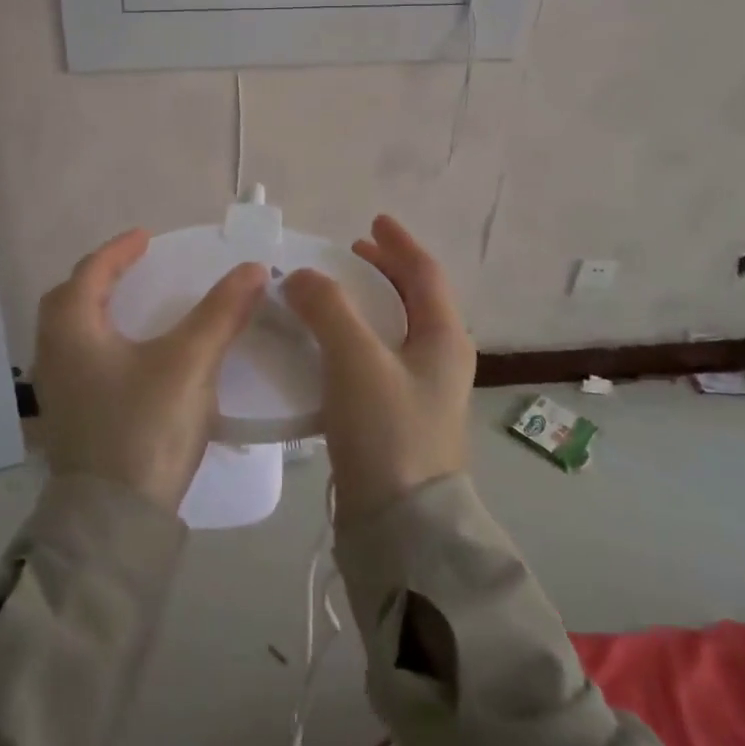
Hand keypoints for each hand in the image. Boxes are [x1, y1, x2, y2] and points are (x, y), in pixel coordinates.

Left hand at [33, 229, 267, 511]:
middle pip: (70, 301)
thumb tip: (254, 269)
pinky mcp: (70, 421)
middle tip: (135, 268)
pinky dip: (102, 344)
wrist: (114, 522)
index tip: (146, 237)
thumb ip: (221, 313)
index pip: (91, 272)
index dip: (119, 251)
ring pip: (72, 335)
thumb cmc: (145, 428)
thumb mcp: (189, 363)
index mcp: (72, 331)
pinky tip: (131, 359)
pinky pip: (81, 362)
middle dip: (101, 278)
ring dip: (99, 313)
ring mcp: (57, 392)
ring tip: (134, 307)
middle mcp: (54, 355)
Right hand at [283, 216, 475, 522]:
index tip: (373, 221)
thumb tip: (300, 276)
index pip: (425, 274)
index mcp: (444, 338)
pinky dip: (353, 337)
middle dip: (383, 271)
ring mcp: (420, 391)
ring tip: (331, 294)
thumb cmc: (388, 430)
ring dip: (365, 304)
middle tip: (350, 253)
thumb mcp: (357, 360)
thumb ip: (328, 309)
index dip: (399, 243)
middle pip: (413, 299)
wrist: (401, 524)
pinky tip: (324, 345)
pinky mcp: (397, 417)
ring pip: (393, 329)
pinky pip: (375, 358)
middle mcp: (440, 360)